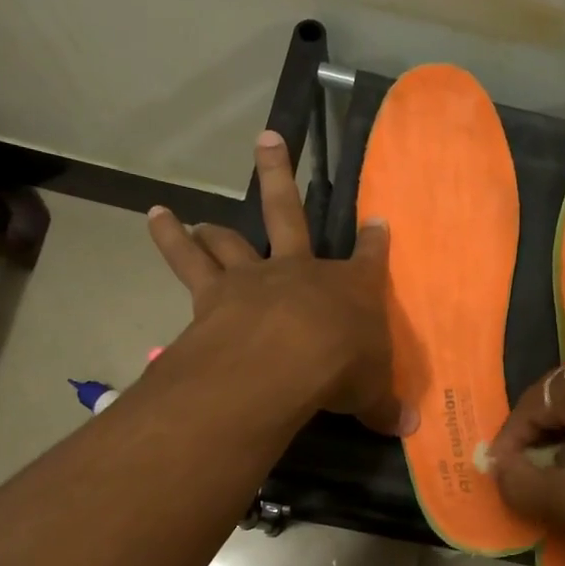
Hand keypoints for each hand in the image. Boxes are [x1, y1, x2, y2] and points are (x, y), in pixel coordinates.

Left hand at [149, 131, 412, 435]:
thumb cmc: (341, 368)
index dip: (376, 241)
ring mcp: (254, 277)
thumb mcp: (372, 393)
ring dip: (213, 226)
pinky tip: (154, 217)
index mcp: (350, 289)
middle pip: (289, 213)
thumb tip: (410, 427)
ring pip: (231, 238)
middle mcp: (300, 270)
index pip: (370, 257)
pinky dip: (169, 239)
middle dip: (280, 176)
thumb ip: (385, 406)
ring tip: (195, 217)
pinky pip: (187, 262)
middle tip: (268, 139)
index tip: (378, 220)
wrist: (285, 361)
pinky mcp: (214, 293)